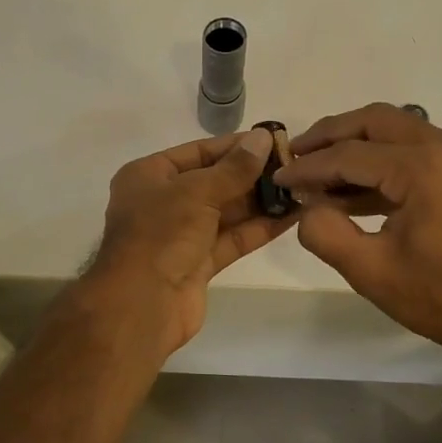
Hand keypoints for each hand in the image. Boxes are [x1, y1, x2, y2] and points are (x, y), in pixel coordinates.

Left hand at [84, 129, 294, 354]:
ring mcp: (181, 234)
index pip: (198, 152)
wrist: (141, 304)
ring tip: (300, 188)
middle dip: (252, 174)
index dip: (235, 146)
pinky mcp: (199, 263)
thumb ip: (234, 168)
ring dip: (260, 201)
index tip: (273, 140)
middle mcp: (163, 202)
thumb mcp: (197, 192)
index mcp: (149, 176)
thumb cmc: (161, 234)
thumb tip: (263, 138)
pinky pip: (232, 238)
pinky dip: (258, 228)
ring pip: (226, 212)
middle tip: (294, 165)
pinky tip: (291, 216)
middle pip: (214, 181)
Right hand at [274, 103, 441, 346]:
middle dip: (330, 135)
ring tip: (318, 169)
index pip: (350, 155)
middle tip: (295, 153)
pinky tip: (351, 187)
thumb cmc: (437, 294)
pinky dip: (381, 160)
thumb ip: (324, 232)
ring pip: (396, 129)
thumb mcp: (369, 270)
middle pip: (375, 121)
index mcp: (423, 167)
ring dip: (355, 145)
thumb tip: (306, 207)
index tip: (278, 178)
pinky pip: (414, 148)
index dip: (309, 166)